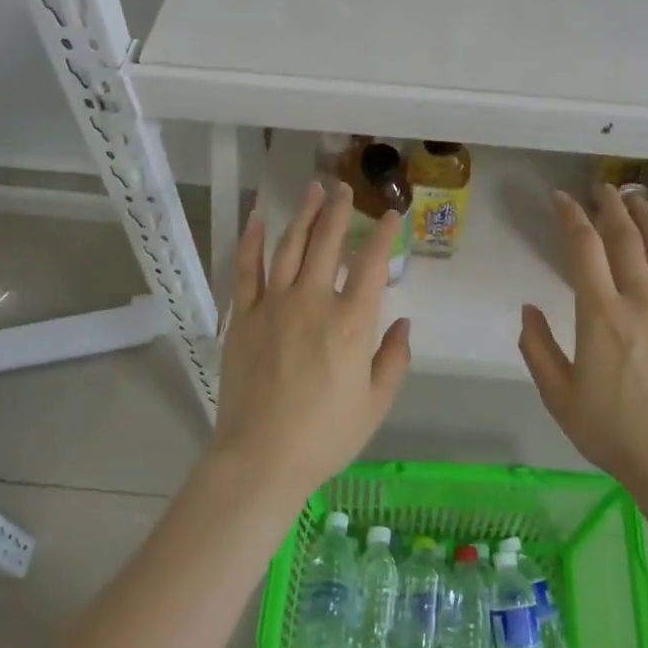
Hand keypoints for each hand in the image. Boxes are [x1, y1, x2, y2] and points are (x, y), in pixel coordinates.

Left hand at [208, 181, 411, 504]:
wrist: (260, 459)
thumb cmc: (325, 436)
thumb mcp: (376, 404)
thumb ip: (395, 359)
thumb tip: (404, 323)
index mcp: (352, 322)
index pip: (371, 263)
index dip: (382, 234)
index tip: (389, 214)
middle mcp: (314, 301)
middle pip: (327, 242)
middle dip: (338, 210)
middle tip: (343, 188)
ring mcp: (274, 305)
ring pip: (290, 246)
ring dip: (304, 214)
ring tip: (313, 190)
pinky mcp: (243, 316)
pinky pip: (247, 269)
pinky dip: (253, 241)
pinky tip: (259, 219)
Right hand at [518, 186, 647, 493]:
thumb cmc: (611, 431)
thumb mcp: (558, 395)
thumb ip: (537, 347)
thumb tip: (529, 309)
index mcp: (601, 313)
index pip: (583, 248)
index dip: (571, 217)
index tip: (561, 199)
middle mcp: (641, 301)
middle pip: (626, 239)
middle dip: (611, 207)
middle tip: (603, 187)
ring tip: (640, 199)